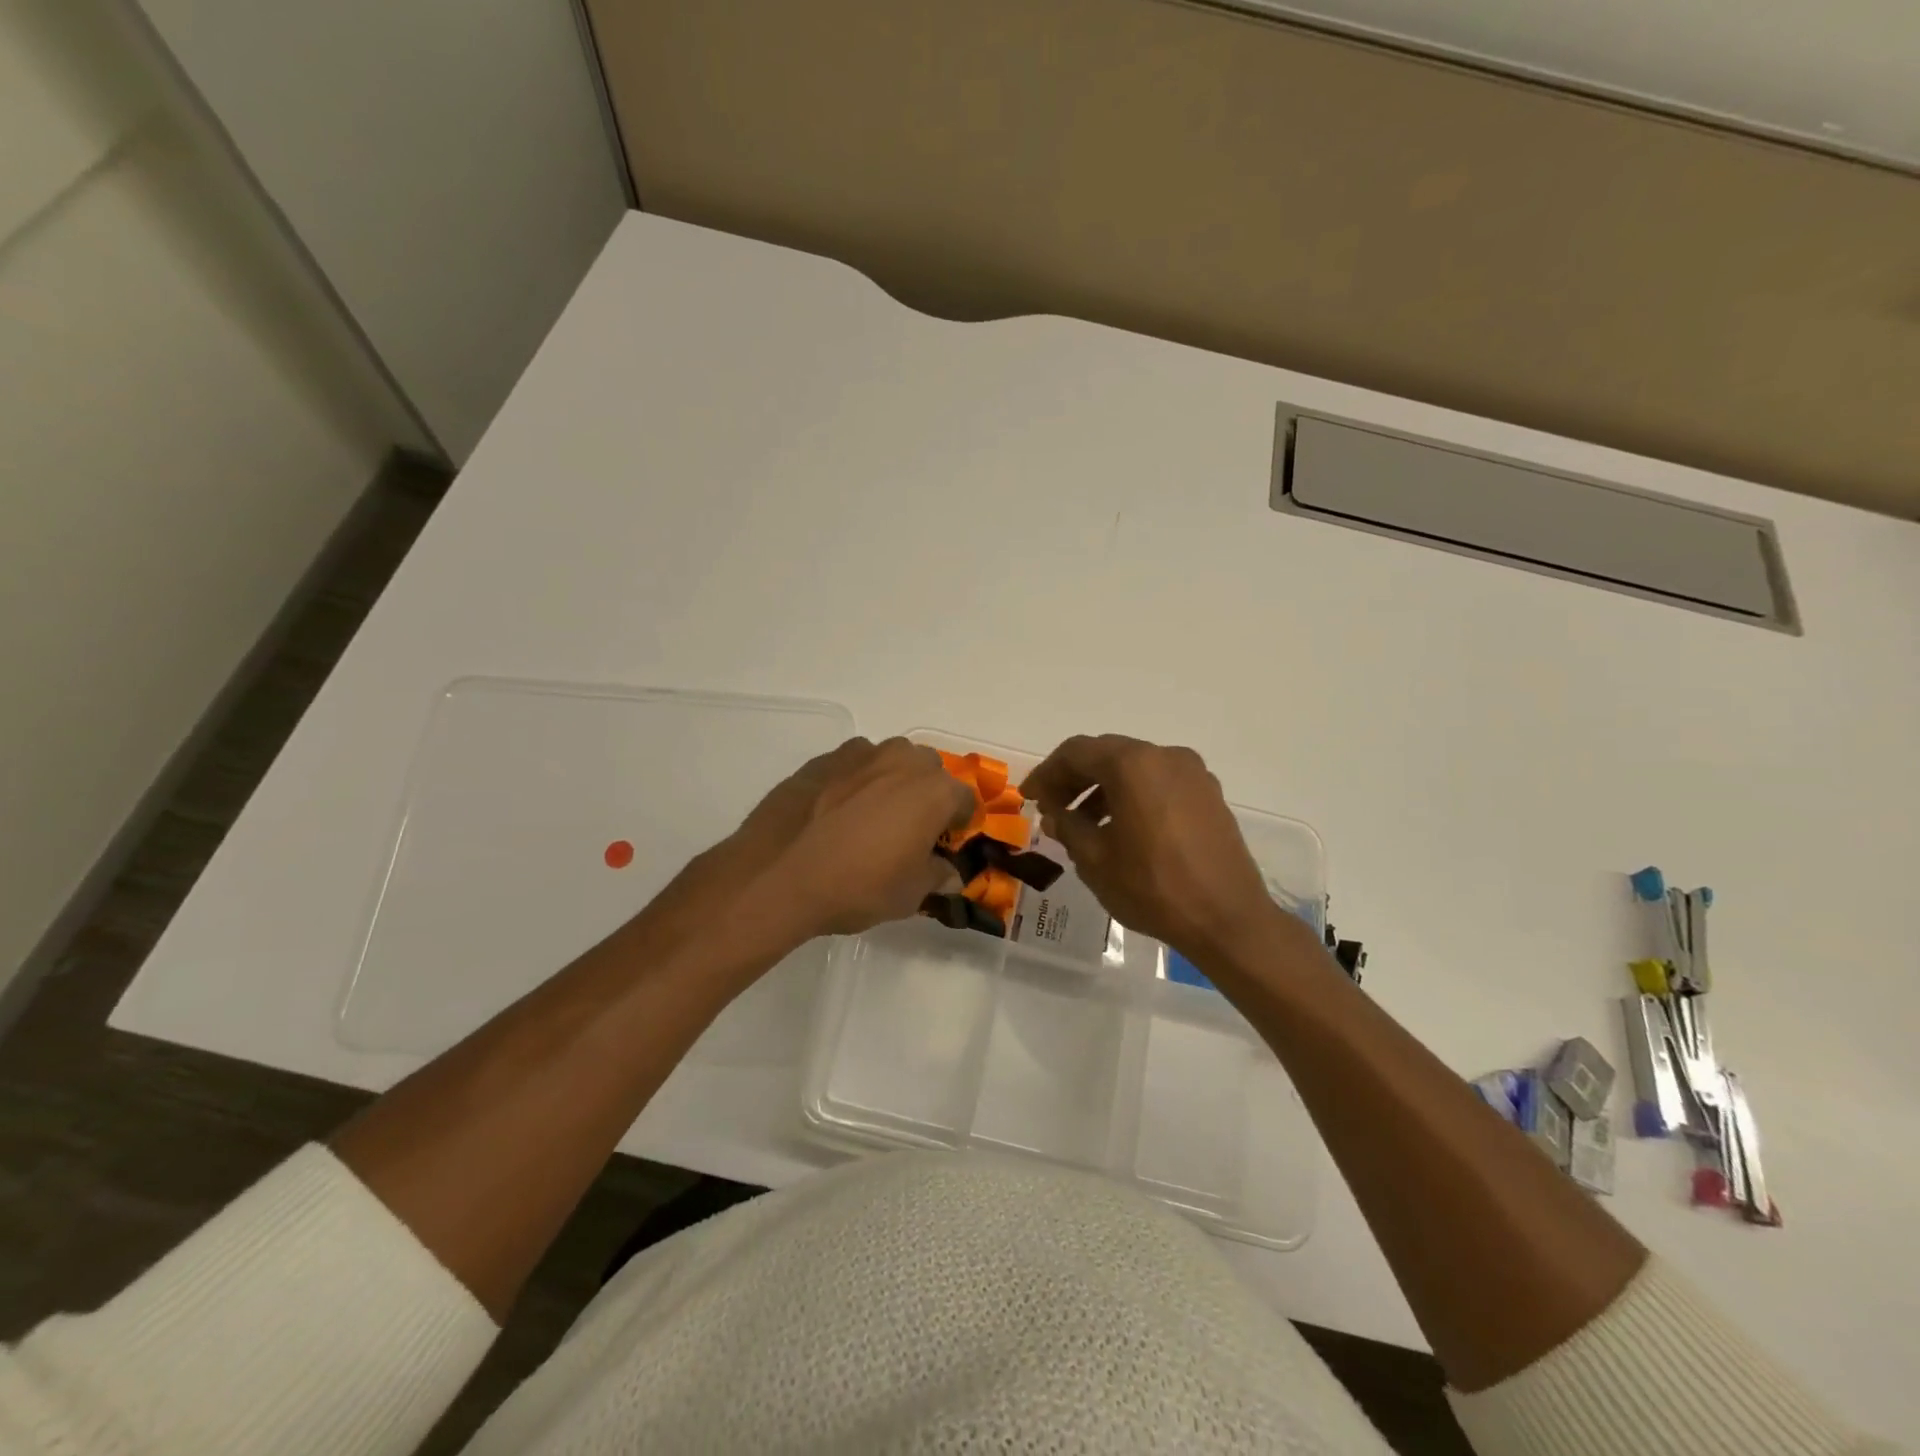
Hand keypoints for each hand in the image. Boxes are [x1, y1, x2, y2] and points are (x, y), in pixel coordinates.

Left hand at [730, 736, 973, 938]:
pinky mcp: (823, 759)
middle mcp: (902, 761)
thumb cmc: (857, 886)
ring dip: (891, 781)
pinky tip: (836, 812)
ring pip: (890, 760)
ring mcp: (859, 754)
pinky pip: (853, 765)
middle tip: (910, 829)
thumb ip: (936, 876)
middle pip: (929, 770)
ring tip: (871, 816)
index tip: (945, 844)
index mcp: (934, 791)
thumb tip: (948, 872)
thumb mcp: (909, 895)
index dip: (959, 824)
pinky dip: (855, 780)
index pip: (965, 800)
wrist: (779, 874)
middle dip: (927, 794)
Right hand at [1022, 734, 1283, 966]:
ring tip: (1083, 824)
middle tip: (1051, 808)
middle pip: (1107, 754)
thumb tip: (1055, 813)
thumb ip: (1068, 827)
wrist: (1228, 920)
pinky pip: (1159, 783)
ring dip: (1103, 788)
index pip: (1076, 752)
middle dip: (1074, 778)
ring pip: (1135, 768)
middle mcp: (1165, 756)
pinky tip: (1121, 829)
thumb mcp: (1096, 860)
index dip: (1047, 773)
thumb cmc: (1154, 888)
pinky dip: (1133, 795)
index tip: (1029, 797)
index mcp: (1134, 764)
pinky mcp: (1209, 795)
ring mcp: (1193, 774)